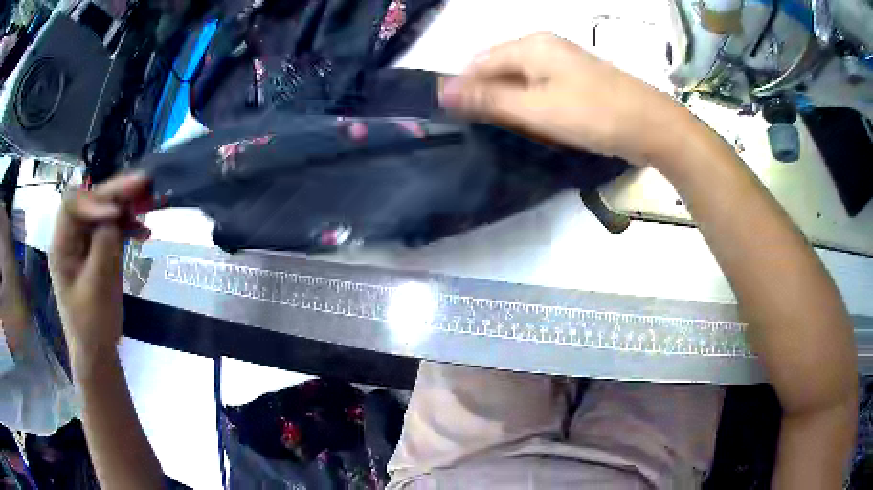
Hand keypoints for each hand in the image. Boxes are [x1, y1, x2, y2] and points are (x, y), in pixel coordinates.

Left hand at [49, 174, 151, 365]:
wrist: (97, 351)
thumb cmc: (92, 325)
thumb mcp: (97, 287)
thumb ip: (103, 246)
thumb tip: (115, 213)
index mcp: (62, 245)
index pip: (72, 206)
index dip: (94, 201)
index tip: (117, 211)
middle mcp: (71, 237)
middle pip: (91, 202)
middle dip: (115, 192)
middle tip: (143, 183)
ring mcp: (85, 243)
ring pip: (104, 211)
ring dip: (125, 206)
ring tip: (148, 203)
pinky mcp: (98, 250)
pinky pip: (112, 228)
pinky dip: (128, 225)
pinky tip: (144, 231)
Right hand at [439, 33, 683, 163]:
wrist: (652, 127)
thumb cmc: (593, 115)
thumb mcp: (535, 109)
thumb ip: (489, 100)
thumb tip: (442, 92)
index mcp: (531, 45)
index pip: (480, 62)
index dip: (464, 88)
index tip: (455, 119)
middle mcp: (545, 47)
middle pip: (500, 68)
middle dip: (488, 97)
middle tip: (483, 129)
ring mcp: (564, 62)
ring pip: (521, 79)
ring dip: (510, 103)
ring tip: (509, 130)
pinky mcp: (577, 80)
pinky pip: (541, 87)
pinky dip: (532, 105)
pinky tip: (535, 124)